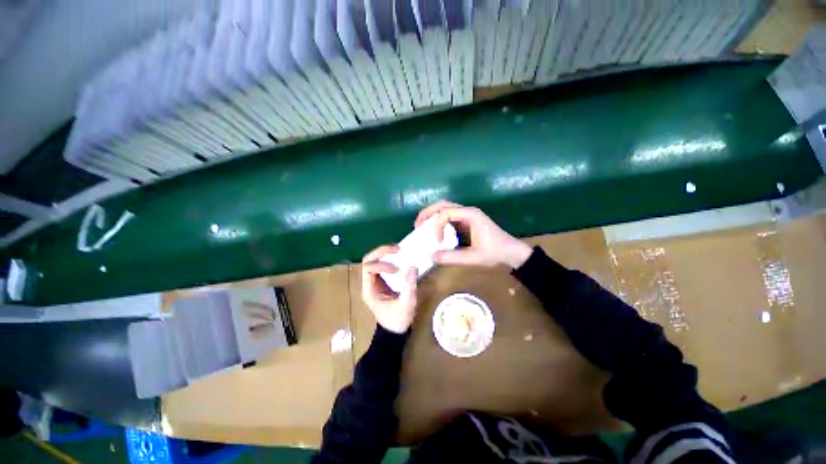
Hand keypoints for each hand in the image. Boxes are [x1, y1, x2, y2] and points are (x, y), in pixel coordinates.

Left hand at [361, 245, 418, 333]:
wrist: (394, 330)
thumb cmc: (397, 321)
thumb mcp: (406, 306)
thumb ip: (409, 288)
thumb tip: (413, 267)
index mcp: (369, 291)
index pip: (368, 268)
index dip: (381, 265)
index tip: (397, 269)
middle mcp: (369, 283)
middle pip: (368, 260)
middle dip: (381, 252)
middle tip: (397, 248)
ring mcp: (374, 281)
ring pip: (374, 259)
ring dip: (385, 252)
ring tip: (399, 250)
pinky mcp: (382, 280)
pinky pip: (382, 263)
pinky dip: (390, 257)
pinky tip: (400, 256)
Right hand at [415, 201, 531, 269]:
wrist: (512, 252)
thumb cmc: (495, 253)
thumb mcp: (473, 258)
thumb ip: (451, 257)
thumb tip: (431, 256)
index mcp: (470, 215)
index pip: (445, 212)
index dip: (437, 226)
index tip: (437, 241)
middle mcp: (467, 211)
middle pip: (442, 204)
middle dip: (427, 213)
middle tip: (417, 225)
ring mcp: (467, 214)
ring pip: (445, 208)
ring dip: (432, 215)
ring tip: (422, 226)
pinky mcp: (467, 220)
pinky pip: (449, 216)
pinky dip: (438, 221)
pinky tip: (434, 231)